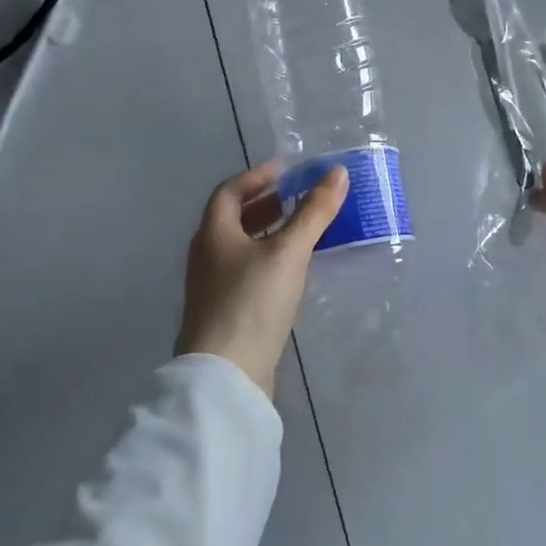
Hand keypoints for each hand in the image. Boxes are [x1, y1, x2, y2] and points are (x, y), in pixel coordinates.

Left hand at [176, 160, 349, 396]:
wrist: (227, 375)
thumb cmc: (252, 302)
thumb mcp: (288, 252)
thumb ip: (314, 212)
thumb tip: (338, 172)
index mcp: (213, 233)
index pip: (229, 191)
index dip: (256, 176)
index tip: (285, 169)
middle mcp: (207, 255)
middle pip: (233, 218)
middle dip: (265, 204)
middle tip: (297, 197)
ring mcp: (213, 286)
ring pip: (242, 246)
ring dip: (269, 232)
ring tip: (302, 230)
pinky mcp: (226, 311)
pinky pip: (248, 271)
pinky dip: (269, 259)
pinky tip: (293, 271)